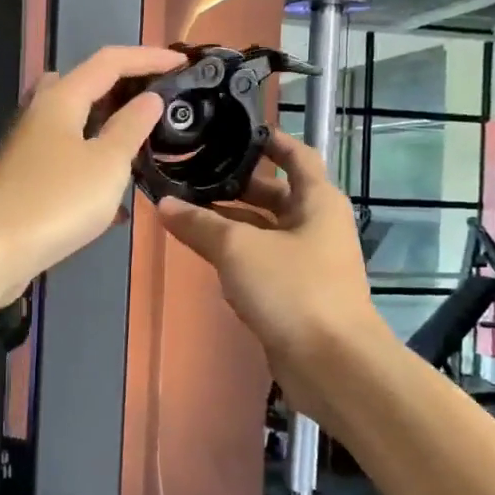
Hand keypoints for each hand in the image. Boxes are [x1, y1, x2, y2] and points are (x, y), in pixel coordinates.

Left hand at [0, 46, 183, 303]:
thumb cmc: (56, 201)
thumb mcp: (107, 164)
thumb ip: (131, 127)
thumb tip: (149, 99)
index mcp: (61, 99)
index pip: (109, 61)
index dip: (148, 58)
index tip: (182, 63)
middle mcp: (40, 114)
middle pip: (86, 87)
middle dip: (124, 90)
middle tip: (157, 104)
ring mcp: (28, 148)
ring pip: (76, 126)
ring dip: (110, 132)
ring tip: (144, 149)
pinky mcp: (25, 180)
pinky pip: (68, 162)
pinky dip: (94, 170)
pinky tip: (116, 203)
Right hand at [156, 129, 385, 417]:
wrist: (331, 363)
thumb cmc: (293, 289)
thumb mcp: (239, 249)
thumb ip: (199, 224)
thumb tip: (163, 204)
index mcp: (316, 201)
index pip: (297, 156)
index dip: (270, 140)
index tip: (235, 131)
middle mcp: (316, 225)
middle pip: (274, 194)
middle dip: (236, 185)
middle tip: (193, 174)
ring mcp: (307, 262)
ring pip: (264, 231)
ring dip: (230, 223)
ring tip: (186, 211)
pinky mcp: (295, 293)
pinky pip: (261, 263)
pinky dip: (236, 256)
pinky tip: (204, 255)